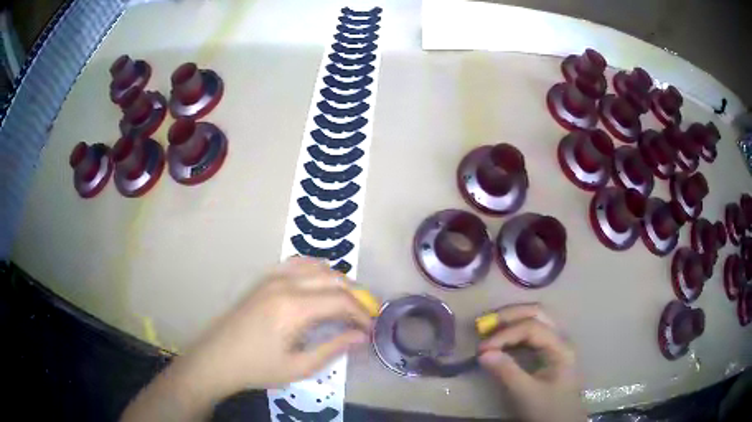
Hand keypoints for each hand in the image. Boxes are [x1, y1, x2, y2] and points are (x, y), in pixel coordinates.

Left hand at [121, 258, 371, 420]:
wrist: (217, 358)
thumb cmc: (257, 367)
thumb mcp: (299, 366)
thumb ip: (334, 348)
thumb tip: (362, 336)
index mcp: (294, 307)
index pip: (341, 302)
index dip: (362, 315)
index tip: (371, 330)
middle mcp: (286, 284)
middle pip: (333, 280)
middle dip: (356, 297)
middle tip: (366, 316)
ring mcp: (273, 277)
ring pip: (317, 267)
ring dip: (339, 282)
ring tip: (349, 302)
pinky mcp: (265, 279)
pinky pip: (298, 264)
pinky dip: (317, 271)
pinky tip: (321, 284)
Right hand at [477, 304, 585, 421]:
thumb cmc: (548, 409)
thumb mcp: (526, 394)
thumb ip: (506, 372)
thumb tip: (483, 353)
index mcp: (560, 347)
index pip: (532, 327)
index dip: (505, 334)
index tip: (482, 349)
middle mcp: (560, 339)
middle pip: (537, 313)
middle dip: (509, 315)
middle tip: (484, 324)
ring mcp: (555, 345)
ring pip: (535, 319)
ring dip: (512, 320)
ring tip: (489, 328)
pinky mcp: (548, 353)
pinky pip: (532, 333)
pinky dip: (514, 331)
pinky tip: (502, 339)